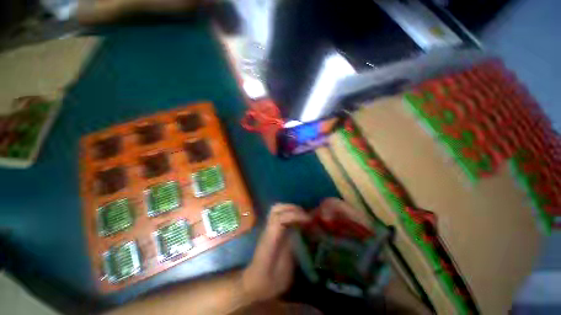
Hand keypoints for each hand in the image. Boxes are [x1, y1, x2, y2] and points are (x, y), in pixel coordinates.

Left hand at [241, 203, 310, 302]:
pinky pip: (278, 214)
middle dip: (292, 208)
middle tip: (305, 215)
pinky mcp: (269, 229)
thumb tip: (298, 231)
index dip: (295, 216)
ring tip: (301, 214)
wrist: (254, 283)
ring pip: (275, 209)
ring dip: (289, 208)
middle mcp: (267, 230)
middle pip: (276, 209)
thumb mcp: (283, 270)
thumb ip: (290, 249)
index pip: (280, 219)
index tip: (308, 220)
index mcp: (270, 240)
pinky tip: (296, 219)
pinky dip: (288, 212)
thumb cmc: (269, 281)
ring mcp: (267, 228)